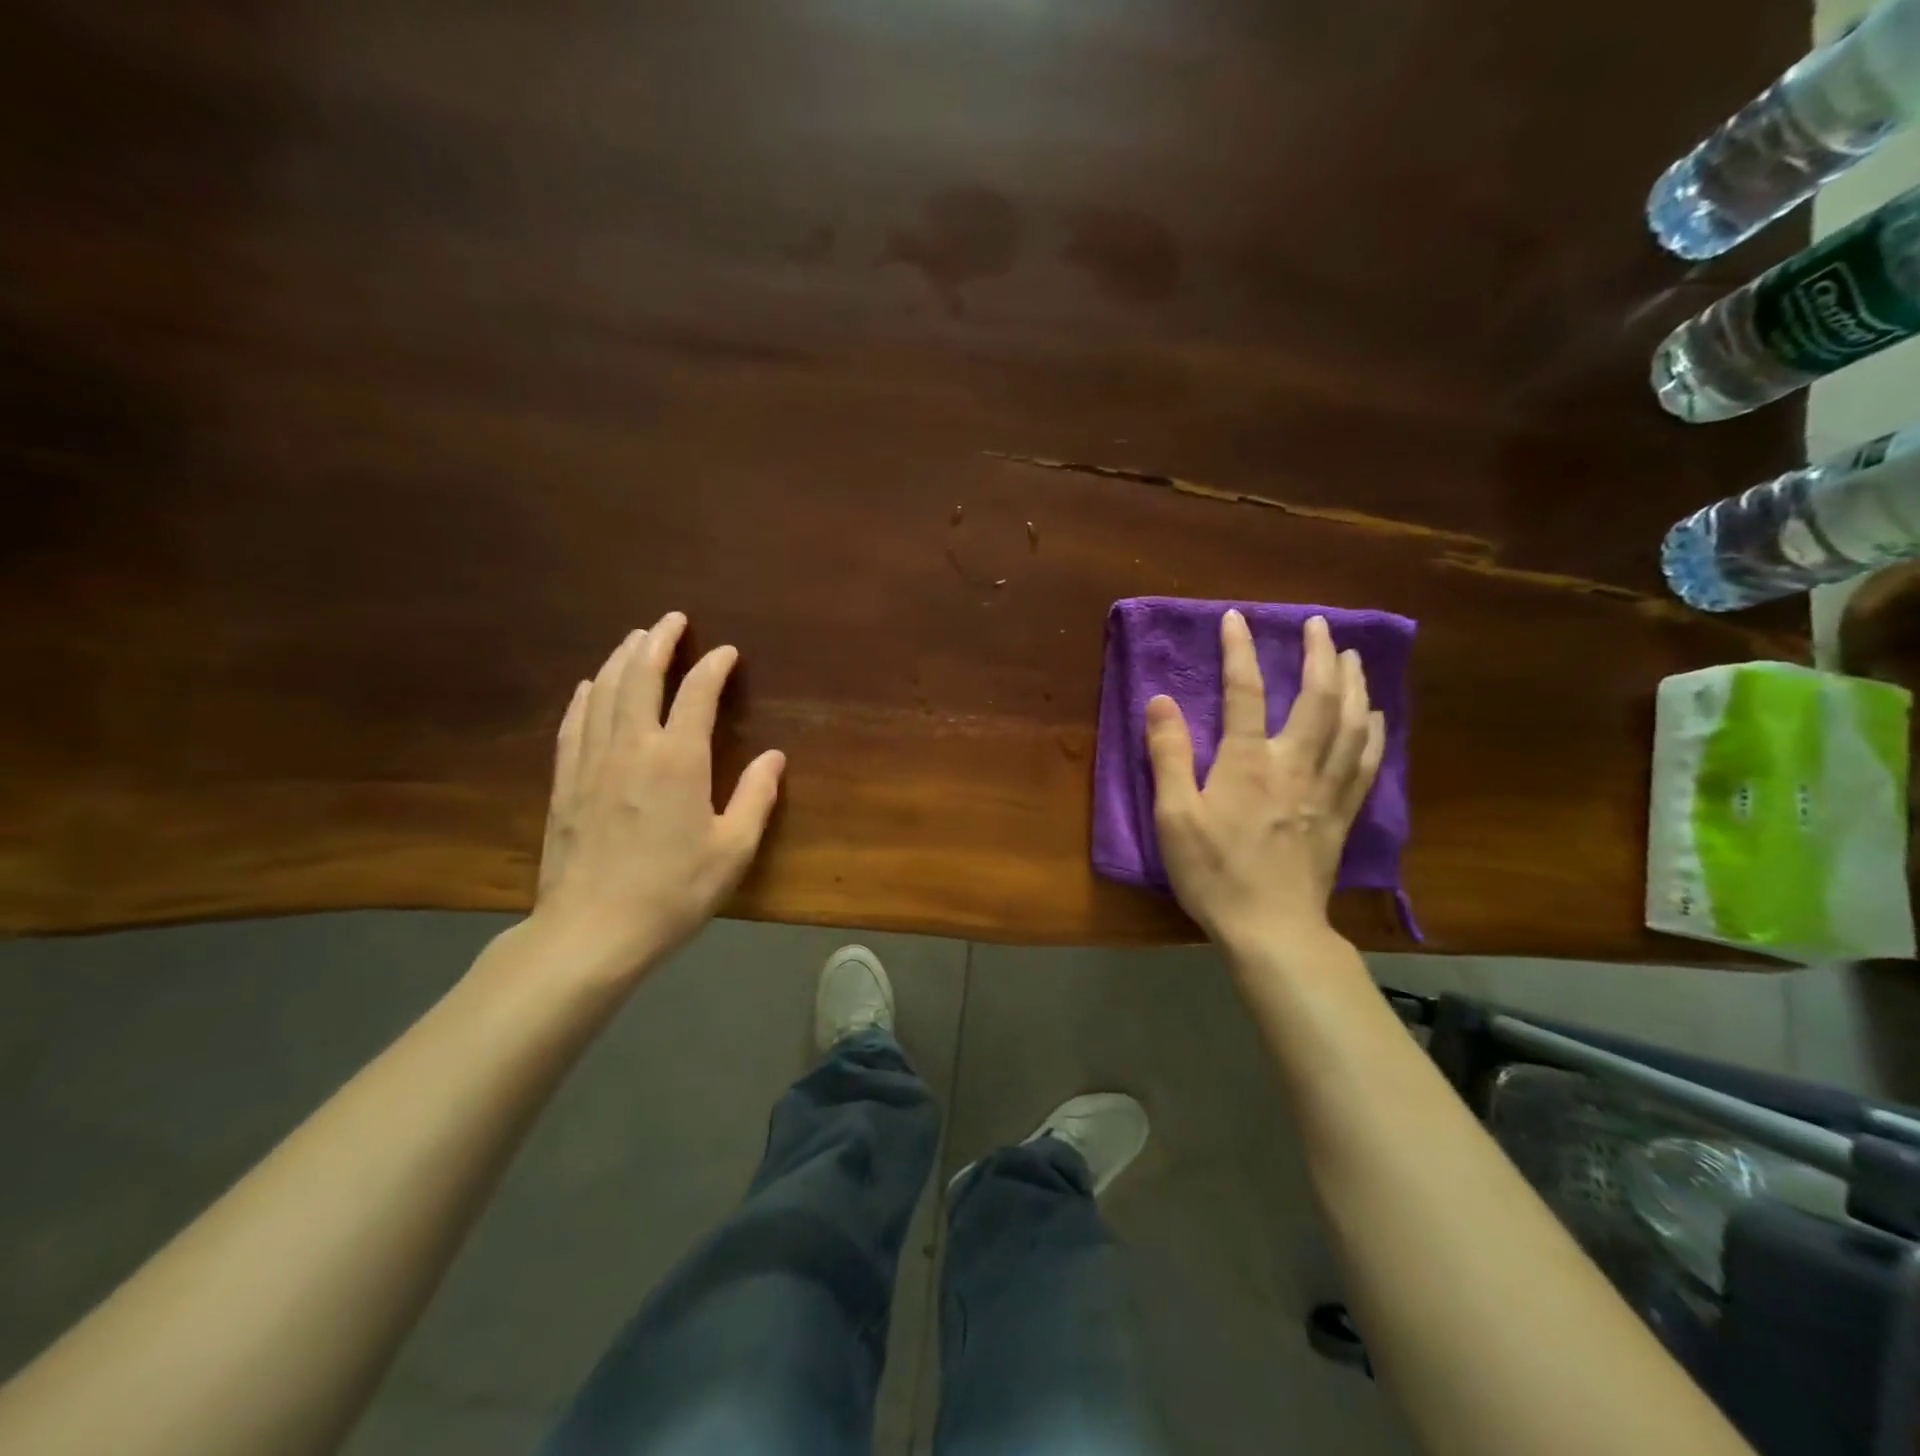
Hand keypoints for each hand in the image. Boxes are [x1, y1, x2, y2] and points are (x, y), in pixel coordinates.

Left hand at [529, 612, 784, 979]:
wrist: (593, 931)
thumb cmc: (673, 891)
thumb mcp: (733, 849)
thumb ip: (756, 797)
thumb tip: (774, 757)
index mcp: (678, 760)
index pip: (696, 694)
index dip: (713, 667)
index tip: (726, 652)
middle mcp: (632, 747)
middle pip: (640, 677)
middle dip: (658, 642)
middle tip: (672, 620)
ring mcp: (591, 763)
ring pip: (603, 692)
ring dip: (620, 659)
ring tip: (635, 639)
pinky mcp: (565, 783)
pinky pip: (573, 724)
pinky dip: (584, 697)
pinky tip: (588, 686)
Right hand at [1145, 610, 1383, 954]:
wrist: (1271, 929)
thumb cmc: (1214, 873)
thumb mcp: (1174, 817)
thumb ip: (1169, 756)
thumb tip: (1161, 701)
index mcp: (1248, 762)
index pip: (1245, 692)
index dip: (1240, 651)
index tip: (1236, 618)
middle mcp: (1294, 764)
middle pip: (1317, 698)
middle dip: (1319, 655)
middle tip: (1318, 624)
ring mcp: (1325, 789)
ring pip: (1351, 724)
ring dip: (1353, 684)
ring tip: (1352, 656)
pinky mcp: (1341, 815)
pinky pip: (1367, 763)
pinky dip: (1374, 732)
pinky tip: (1375, 716)